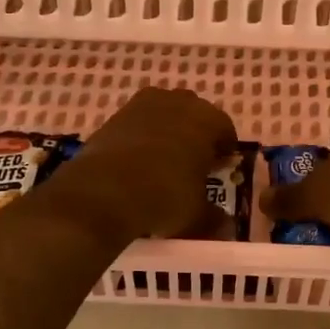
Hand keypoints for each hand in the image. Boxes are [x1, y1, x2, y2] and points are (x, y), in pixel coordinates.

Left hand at [46, 86, 237, 241]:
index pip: (225, 130)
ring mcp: (144, 104)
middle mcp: (179, 102)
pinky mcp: (116, 115)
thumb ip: (214, 217)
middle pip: (195, 116)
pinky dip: (141, 137)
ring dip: (168, 132)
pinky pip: (138, 123)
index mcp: (207, 120)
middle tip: (193, 164)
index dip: (225, 151)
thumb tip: (225, 226)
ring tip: (163, 162)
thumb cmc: (164, 196)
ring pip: (165, 115)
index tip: (220, 169)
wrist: (104, 190)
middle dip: (196, 136)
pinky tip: (137, 162)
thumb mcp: (196, 215)